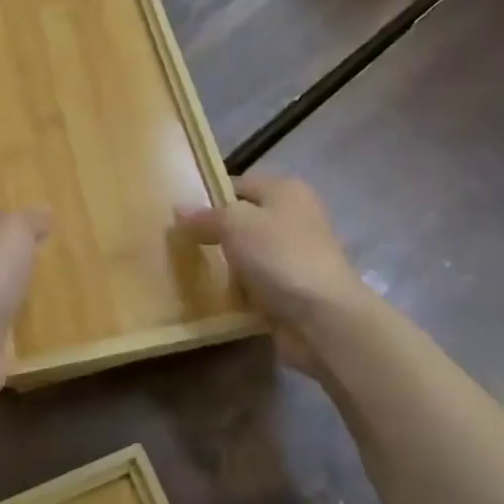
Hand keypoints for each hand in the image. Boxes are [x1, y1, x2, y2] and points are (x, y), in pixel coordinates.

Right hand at [176, 176, 367, 375]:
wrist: (323, 318)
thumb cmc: (279, 256)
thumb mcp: (234, 224)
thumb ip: (205, 216)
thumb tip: (179, 211)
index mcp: (285, 191)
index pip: (238, 185)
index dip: (209, 197)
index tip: (179, 216)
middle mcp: (294, 218)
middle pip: (243, 221)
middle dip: (215, 234)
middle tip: (180, 245)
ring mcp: (295, 256)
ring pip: (248, 255)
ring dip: (226, 266)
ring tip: (191, 271)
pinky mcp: (293, 290)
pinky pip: (256, 284)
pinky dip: (238, 291)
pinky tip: (215, 296)